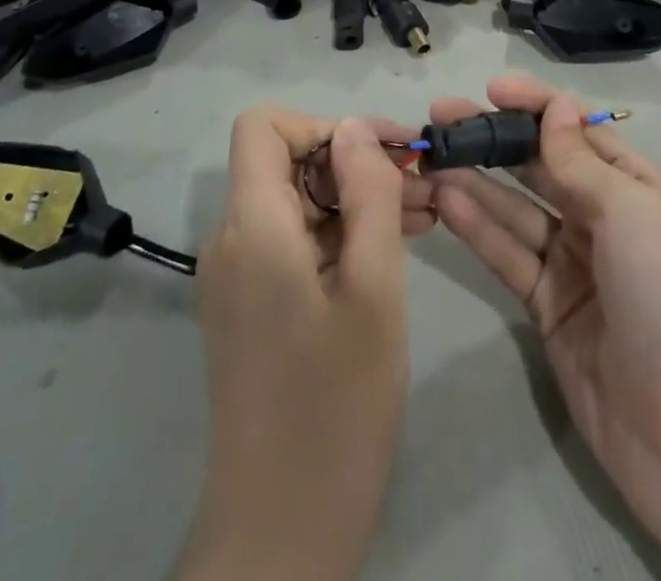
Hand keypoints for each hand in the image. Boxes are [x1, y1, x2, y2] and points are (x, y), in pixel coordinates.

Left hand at [179, 109, 434, 580]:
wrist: (280, 535)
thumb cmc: (335, 408)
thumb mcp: (373, 290)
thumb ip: (367, 195)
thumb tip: (355, 127)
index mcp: (253, 227)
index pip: (264, 126)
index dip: (323, 124)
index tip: (381, 152)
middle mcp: (233, 240)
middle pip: (287, 162)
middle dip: (355, 160)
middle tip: (423, 180)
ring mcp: (240, 276)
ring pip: (298, 201)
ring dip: (356, 196)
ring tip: (426, 209)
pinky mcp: (253, 306)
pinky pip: (297, 241)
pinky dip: (343, 232)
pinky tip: (396, 244)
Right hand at [427, 76, 660, 579]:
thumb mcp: (627, 211)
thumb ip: (580, 160)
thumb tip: (557, 104)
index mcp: (631, 186)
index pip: (575, 129)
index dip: (535, 104)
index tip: (491, 90)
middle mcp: (600, 215)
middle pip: (539, 165)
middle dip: (494, 138)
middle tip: (441, 117)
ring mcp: (571, 262)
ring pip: (515, 208)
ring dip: (475, 181)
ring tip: (432, 157)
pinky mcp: (545, 304)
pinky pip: (507, 254)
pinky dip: (478, 228)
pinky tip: (446, 202)